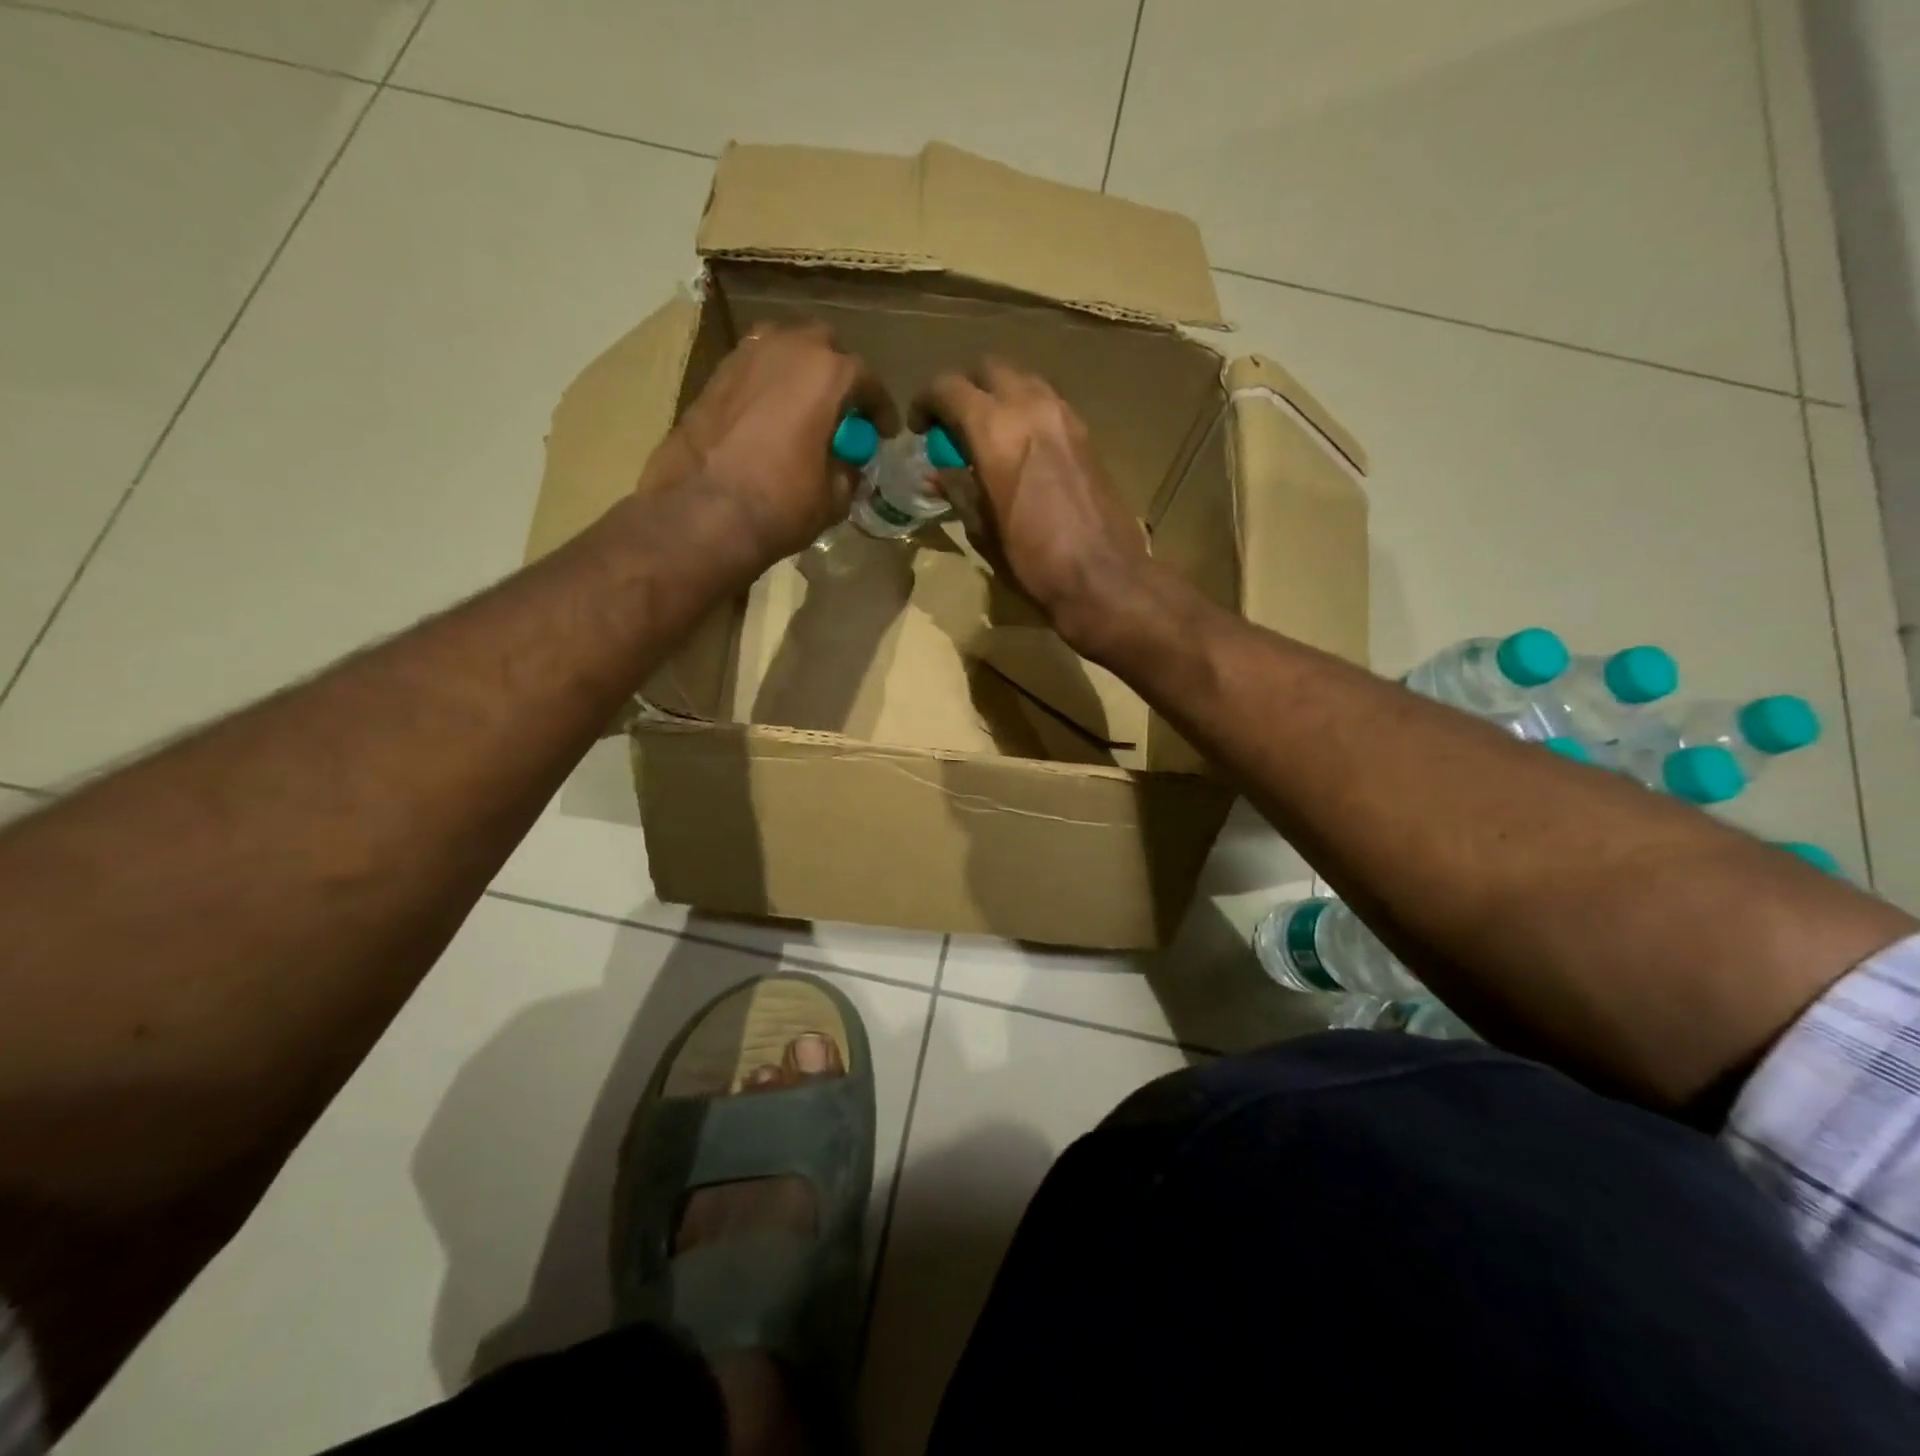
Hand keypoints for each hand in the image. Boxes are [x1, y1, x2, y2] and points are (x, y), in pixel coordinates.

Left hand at [638, 320, 896, 568]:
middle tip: (841, 412)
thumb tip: (845, 465)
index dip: (879, 408)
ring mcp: (744, 357)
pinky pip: (752, 371)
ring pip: (782, 350)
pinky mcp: (713, 377)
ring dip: (798, 373)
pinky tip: (768, 419)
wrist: (704, 513)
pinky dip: (767, 387)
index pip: (865, 378)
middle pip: (822, 347)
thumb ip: (847, 471)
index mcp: (826, 373)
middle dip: (837, 374)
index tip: (884, 431)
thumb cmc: (781, 504)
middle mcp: (786, 348)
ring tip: (802, 408)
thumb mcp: (834, 497)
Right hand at [921, 360, 1151, 651]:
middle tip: (954, 427)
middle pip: (989, 369)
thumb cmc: (1032, 561)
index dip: (926, 402)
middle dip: (965, 390)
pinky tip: (1021, 448)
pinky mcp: (1086, 432)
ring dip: (999, 396)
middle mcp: (1030, 407)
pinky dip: (1027, 411)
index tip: (920, 428)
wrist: (1102, 576)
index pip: (949, 388)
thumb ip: (958, 490)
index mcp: (995, 431)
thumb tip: (939, 473)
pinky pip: (1047, 402)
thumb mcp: (982, 530)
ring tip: (988, 435)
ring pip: (1022, 380)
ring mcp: (1064, 416)